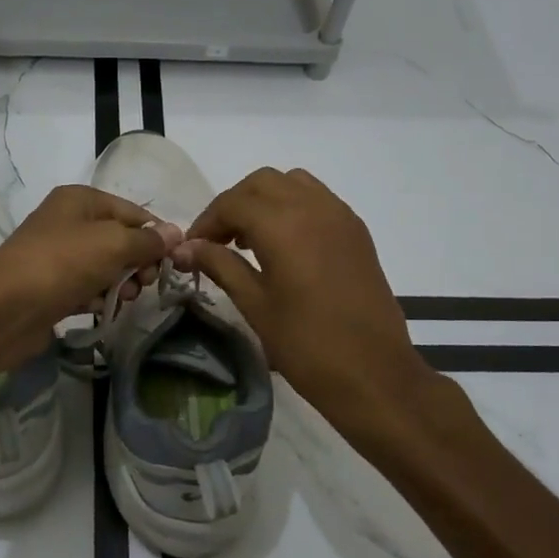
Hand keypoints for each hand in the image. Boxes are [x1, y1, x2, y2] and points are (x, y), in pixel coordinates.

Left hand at [0, 185, 177, 371]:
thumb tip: (176, 233)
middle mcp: (69, 222)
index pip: (133, 212)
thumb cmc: (62, 264)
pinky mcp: (52, 286)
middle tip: (145, 284)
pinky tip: (96, 308)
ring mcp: (59, 255)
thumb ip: (147, 241)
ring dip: (120, 283)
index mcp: (80, 199)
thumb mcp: (112, 244)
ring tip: (122, 299)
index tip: (174, 262)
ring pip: (105, 266)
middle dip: (138, 263)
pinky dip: (96, 297)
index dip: (156, 235)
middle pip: (120, 239)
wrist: (5, 309)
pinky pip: (86, 287)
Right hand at [172, 167, 430, 437]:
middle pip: (261, 183)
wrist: (374, 374)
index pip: (232, 203)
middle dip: (233, 205)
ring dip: (264, 200)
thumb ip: (220, 265)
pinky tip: (283, 245)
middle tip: (217, 241)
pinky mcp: (356, 231)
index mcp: (284, 225)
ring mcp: (340, 216)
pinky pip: (317, 199)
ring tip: (249, 239)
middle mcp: (313, 207)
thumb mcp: (255, 304)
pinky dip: (292, 207)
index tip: (192, 249)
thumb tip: (184, 248)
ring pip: (292, 183)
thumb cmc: (306, 344)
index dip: (206, 222)